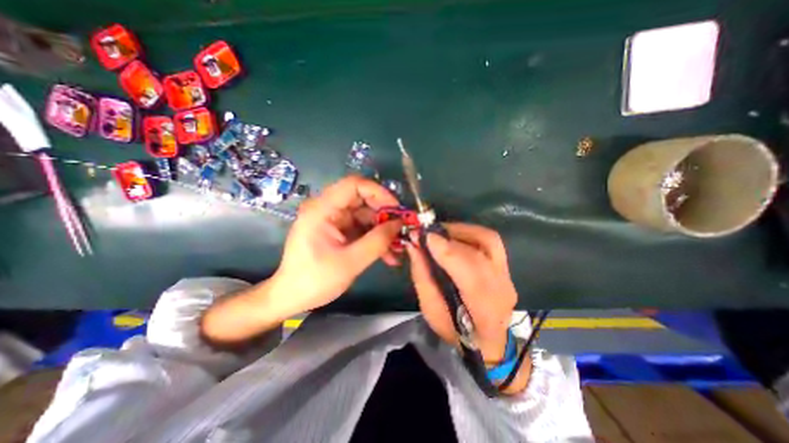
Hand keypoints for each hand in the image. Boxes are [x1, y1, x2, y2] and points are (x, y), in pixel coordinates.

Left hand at [274, 175, 401, 313]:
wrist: (292, 297)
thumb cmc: (315, 280)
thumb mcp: (351, 262)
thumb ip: (377, 241)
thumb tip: (399, 224)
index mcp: (322, 210)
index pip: (354, 185)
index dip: (379, 192)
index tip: (397, 210)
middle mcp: (327, 209)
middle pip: (362, 200)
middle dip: (385, 215)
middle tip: (402, 229)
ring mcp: (333, 220)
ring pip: (365, 216)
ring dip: (383, 230)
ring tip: (399, 248)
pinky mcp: (338, 231)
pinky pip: (361, 228)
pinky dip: (375, 239)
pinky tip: (388, 255)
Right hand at [407, 225, 519, 362]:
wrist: (487, 340)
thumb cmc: (454, 330)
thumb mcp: (430, 309)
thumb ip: (422, 276)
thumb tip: (414, 246)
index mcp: (485, 311)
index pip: (472, 276)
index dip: (449, 252)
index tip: (426, 237)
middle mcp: (503, 289)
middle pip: (482, 251)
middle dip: (452, 237)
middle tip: (428, 233)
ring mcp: (507, 275)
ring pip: (488, 239)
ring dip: (461, 230)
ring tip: (440, 232)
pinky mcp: (504, 265)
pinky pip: (488, 240)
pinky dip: (468, 233)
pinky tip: (453, 236)